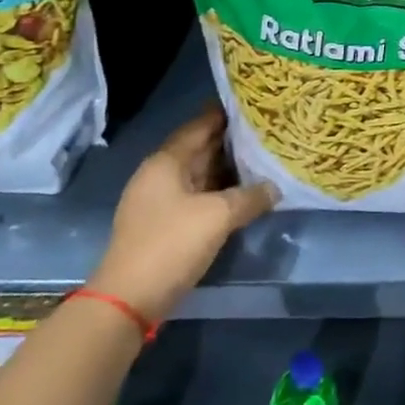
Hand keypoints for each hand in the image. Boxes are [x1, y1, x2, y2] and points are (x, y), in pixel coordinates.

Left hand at [89, 105, 276, 319]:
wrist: (128, 301)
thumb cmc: (171, 244)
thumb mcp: (218, 216)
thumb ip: (250, 196)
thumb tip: (275, 188)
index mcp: (166, 162)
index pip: (200, 126)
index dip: (226, 114)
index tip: (256, 103)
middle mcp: (161, 175)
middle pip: (201, 148)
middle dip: (232, 140)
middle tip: (268, 130)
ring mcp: (161, 201)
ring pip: (202, 174)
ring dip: (229, 168)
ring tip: (265, 157)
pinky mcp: (166, 225)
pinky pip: (200, 197)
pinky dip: (222, 192)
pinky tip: (246, 193)